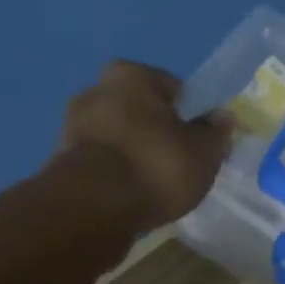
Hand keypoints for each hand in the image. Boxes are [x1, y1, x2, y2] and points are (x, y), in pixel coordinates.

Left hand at [59, 61, 230, 228]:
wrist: (93, 208)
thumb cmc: (155, 167)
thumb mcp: (202, 153)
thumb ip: (215, 133)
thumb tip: (222, 117)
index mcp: (131, 75)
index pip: (171, 87)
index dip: (190, 114)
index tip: (199, 141)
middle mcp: (96, 90)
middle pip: (140, 111)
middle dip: (157, 132)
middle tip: (179, 163)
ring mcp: (73, 126)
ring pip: (118, 137)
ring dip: (135, 154)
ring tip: (155, 186)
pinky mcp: (61, 162)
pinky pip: (102, 162)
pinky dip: (116, 174)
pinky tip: (131, 196)